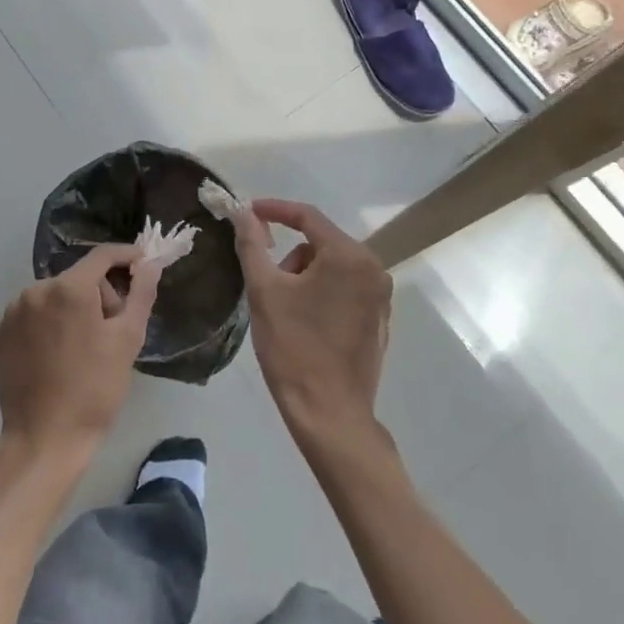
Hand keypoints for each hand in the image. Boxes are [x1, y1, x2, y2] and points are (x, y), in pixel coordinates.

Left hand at [0, 244, 162, 459]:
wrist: (44, 439)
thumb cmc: (95, 389)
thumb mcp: (128, 339)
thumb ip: (142, 293)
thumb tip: (150, 263)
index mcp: (69, 288)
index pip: (103, 255)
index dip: (127, 256)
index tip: (144, 266)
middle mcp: (36, 289)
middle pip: (80, 277)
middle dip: (101, 295)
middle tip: (113, 331)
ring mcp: (13, 311)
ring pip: (56, 295)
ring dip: (75, 309)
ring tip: (85, 348)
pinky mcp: (0, 332)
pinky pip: (35, 313)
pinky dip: (50, 323)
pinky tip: (58, 354)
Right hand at [234, 199, 391, 442]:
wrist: (329, 413)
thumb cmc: (293, 347)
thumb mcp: (264, 290)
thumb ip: (252, 244)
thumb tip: (243, 213)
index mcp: (349, 256)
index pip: (306, 216)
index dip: (273, 210)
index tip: (247, 213)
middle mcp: (373, 269)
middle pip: (319, 244)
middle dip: (290, 259)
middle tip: (268, 288)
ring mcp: (380, 296)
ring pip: (331, 268)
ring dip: (304, 278)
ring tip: (286, 313)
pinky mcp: (379, 320)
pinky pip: (344, 290)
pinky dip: (321, 296)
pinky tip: (306, 327)